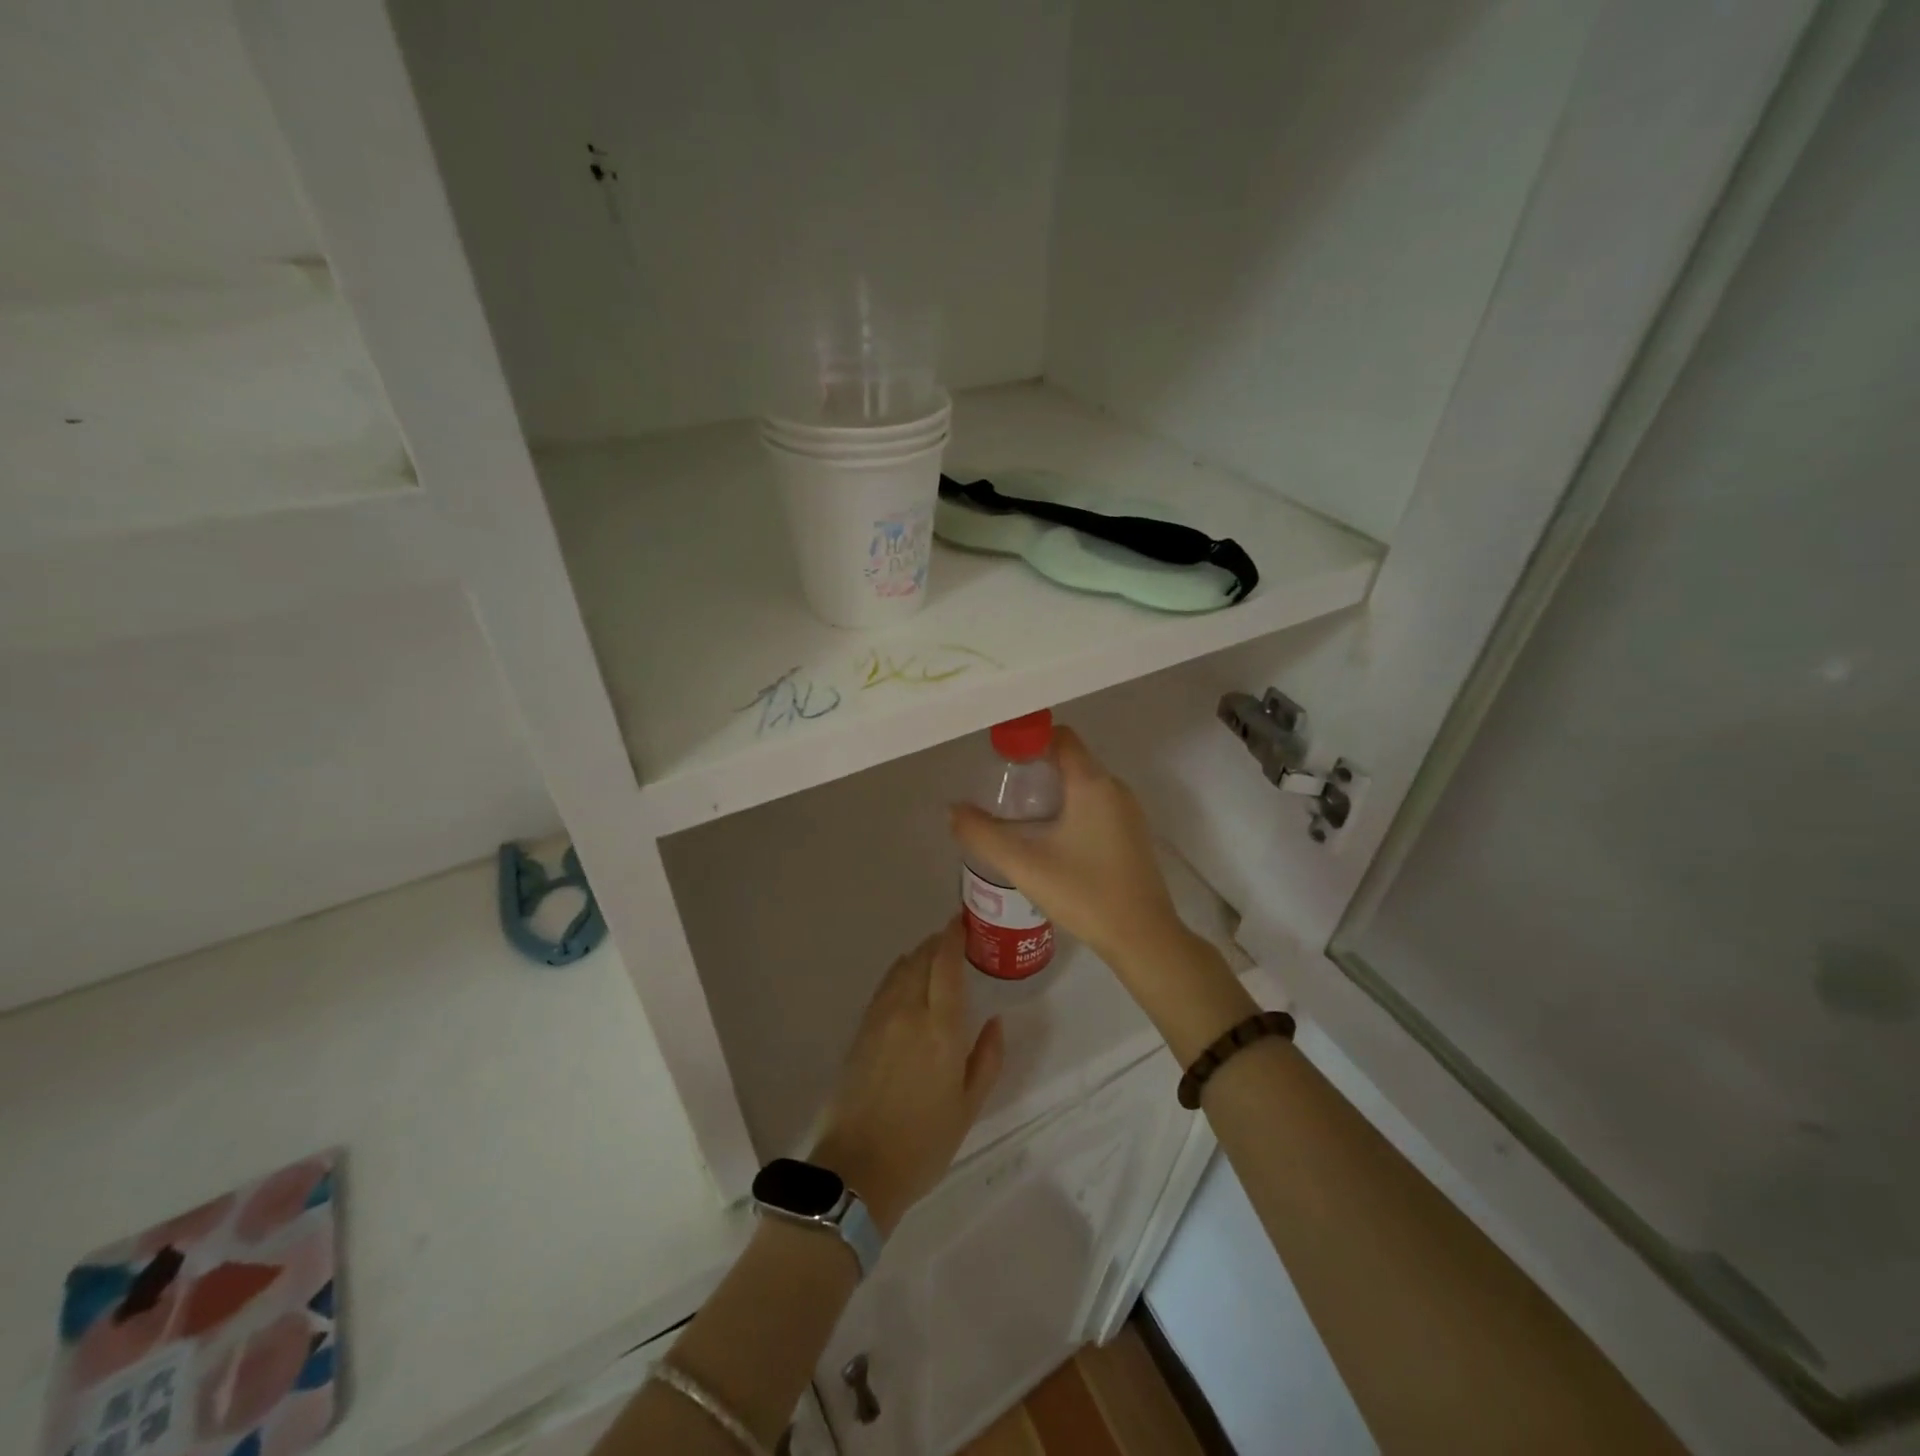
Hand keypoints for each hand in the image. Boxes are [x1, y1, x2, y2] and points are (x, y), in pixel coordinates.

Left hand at [811, 920, 1004, 1235]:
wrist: (858, 1170)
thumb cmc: (924, 1143)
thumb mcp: (969, 1107)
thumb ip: (987, 1059)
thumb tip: (995, 1021)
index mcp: (940, 1029)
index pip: (946, 965)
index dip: (953, 937)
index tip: (961, 921)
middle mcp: (908, 1013)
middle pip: (921, 960)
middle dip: (936, 943)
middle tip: (953, 940)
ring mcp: (879, 1020)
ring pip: (899, 970)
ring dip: (917, 956)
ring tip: (932, 958)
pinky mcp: (860, 1032)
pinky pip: (884, 988)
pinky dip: (899, 974)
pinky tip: (906, 983)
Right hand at [949, 725, 1186, 971]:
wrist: (1142, 938)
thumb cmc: (1084, 894)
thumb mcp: (1024, 865)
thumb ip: (983, 835)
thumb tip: (954, 810)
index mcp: (1092, 783)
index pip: (1060, 736)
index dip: (1028, 740)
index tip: (1001, 762)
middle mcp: (1115, 788)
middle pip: (1071, 759)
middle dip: (1035, 768)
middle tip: (1004, 794)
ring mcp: (1128, 812)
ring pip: (1084, 784)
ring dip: (1052, 791)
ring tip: (1020, 818)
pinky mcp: (1132, 834)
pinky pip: (1096, 805)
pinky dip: (1071, 809)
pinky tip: (1051, 841)